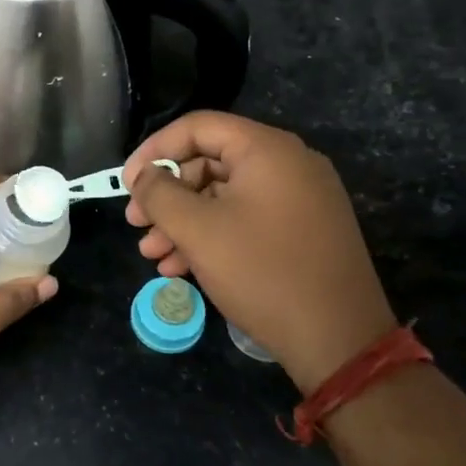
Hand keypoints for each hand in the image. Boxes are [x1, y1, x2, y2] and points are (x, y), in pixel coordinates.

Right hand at [125, 112, 395, 392]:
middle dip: (166, 195)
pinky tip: (180, 268)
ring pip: (224, 197)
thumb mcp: (197, 230)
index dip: (154, 150)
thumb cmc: (261, 272)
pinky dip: (212, 237)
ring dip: (182, 222)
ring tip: (152, 255)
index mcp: (267, 150)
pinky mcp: (302, 232)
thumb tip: (143, 177)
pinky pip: (246, 220)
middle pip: (209, 163)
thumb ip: (159, 194)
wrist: (338, 338)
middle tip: (136, 224)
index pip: (197, 127)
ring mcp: (299, 199)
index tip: (127, 184)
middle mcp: (288, 165)